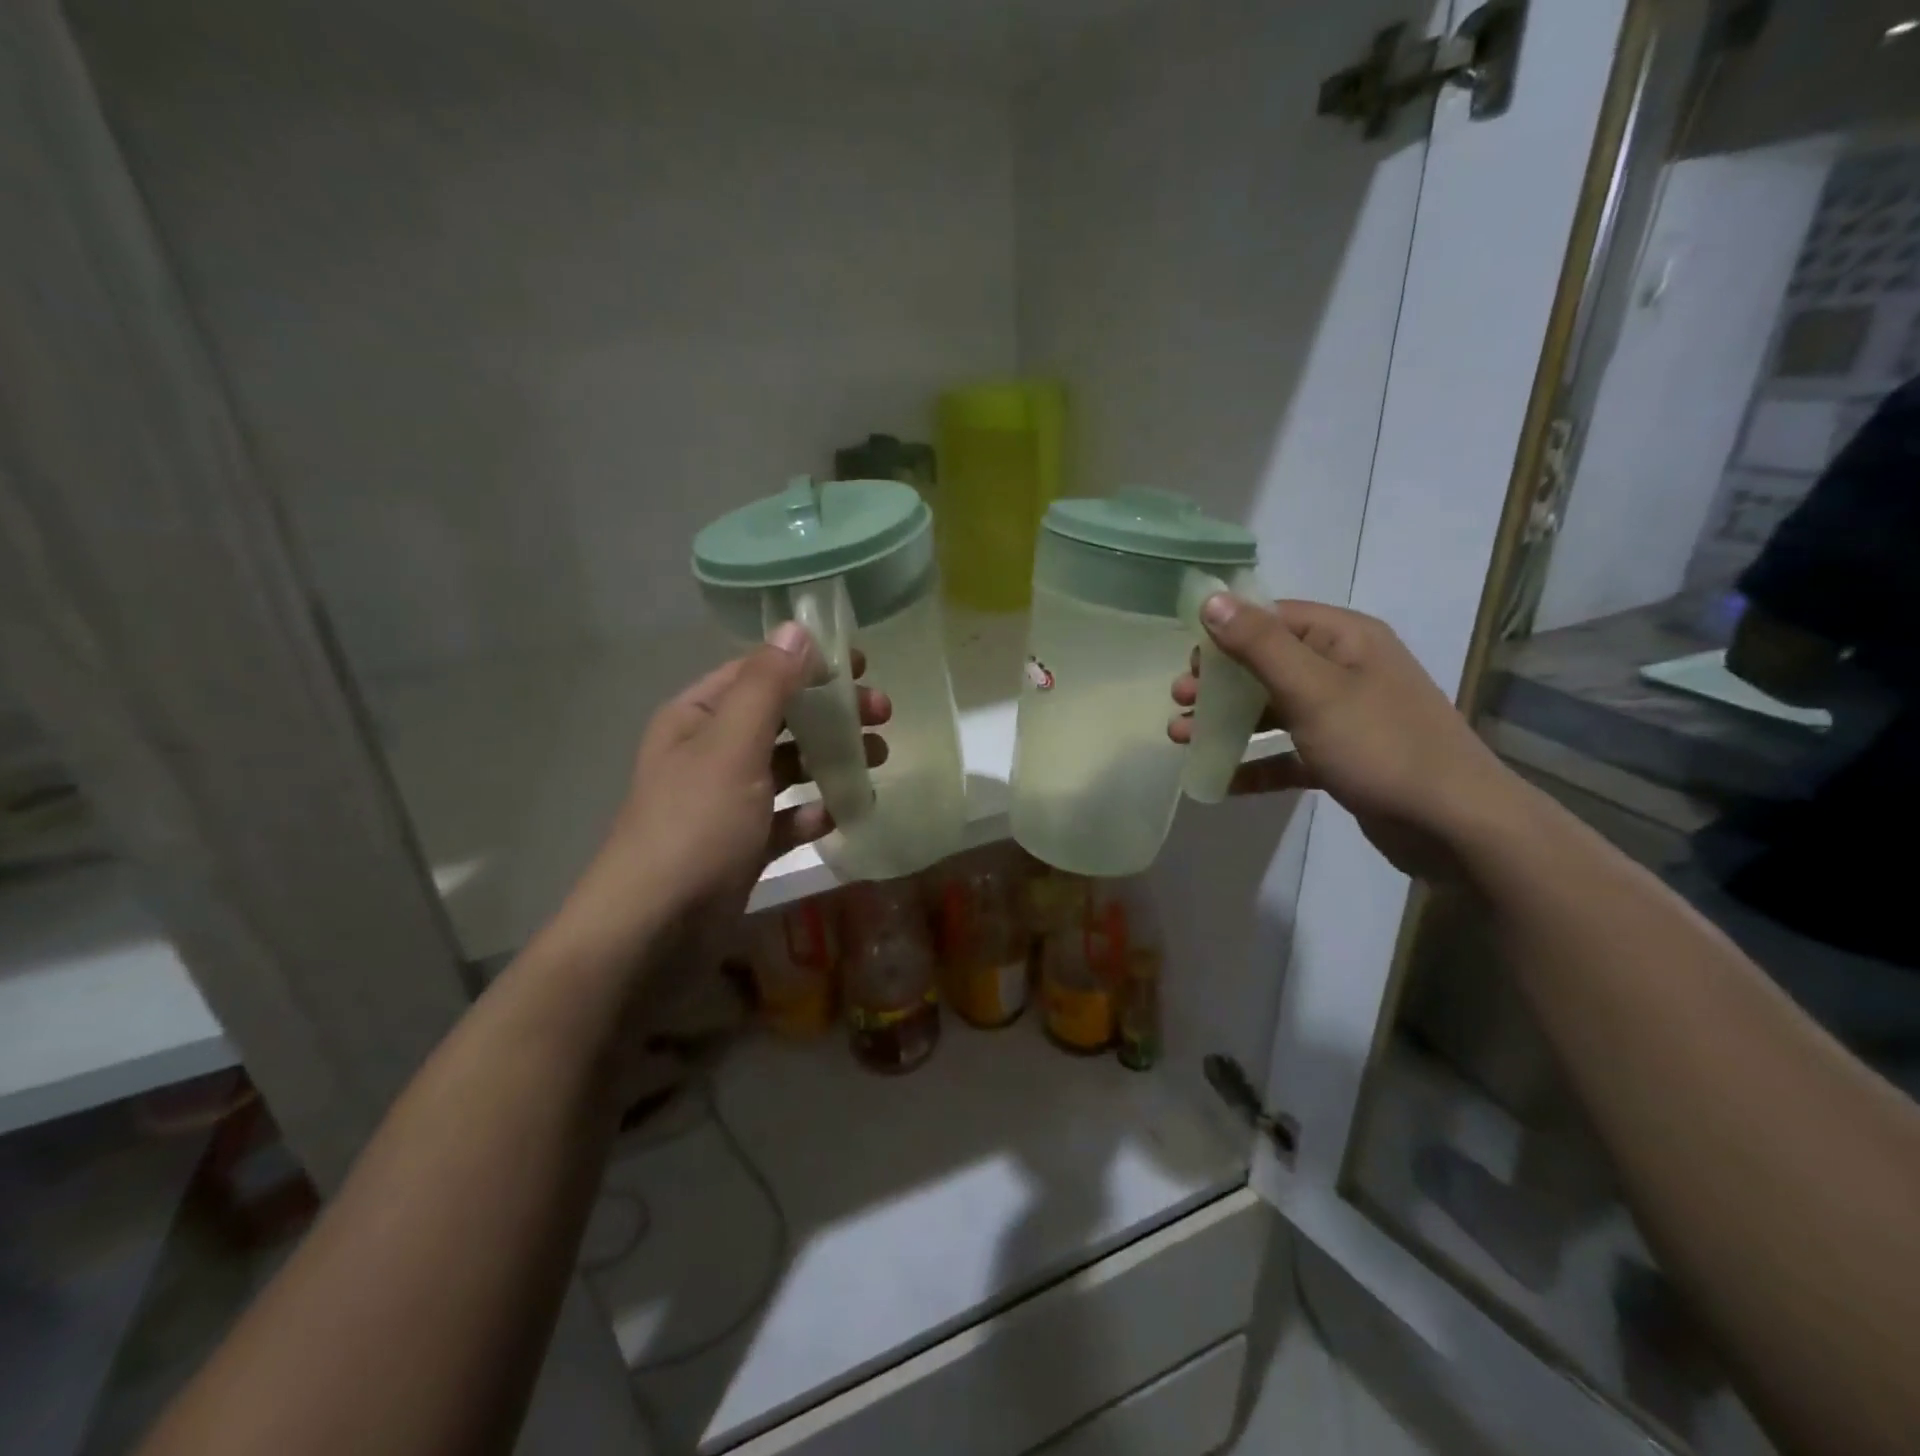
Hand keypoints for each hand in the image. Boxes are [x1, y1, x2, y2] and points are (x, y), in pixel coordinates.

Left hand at [561, 623, 889, 953]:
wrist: (655, 929)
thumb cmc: (696, 824)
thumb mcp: (732, 746)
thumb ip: (767, 686)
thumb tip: (797, 628)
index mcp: (698, 718)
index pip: (758, 672)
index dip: (808, 663)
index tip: (860, 664)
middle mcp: (709, 752)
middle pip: (781, 719)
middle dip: (830, 715)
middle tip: (882, 717)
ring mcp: (725, 802)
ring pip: (787, 767)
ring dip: (830, 761)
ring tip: (876, 760)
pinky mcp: (741, 845)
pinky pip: (785, 818)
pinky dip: (812, 813)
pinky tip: (838, 816)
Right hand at [1170, 597, 1528, 881]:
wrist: (1454, 825)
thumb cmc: (1381, 745)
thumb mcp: (1313, 690)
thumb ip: (1259, 645)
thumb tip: (1211, 599)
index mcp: (1346, 640)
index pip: (1275, 618)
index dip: (1226, 633)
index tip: (1186, 659)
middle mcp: (1346, 670)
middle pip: (1268, 665)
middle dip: (1219, 683)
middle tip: (1179, 701)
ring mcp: (1345, 717)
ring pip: (1273, 710)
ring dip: (1227, 722)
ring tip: (1182, 739)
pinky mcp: (1343, 759)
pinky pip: (1287, 753)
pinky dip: (1255, 763)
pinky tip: (1219, 780)